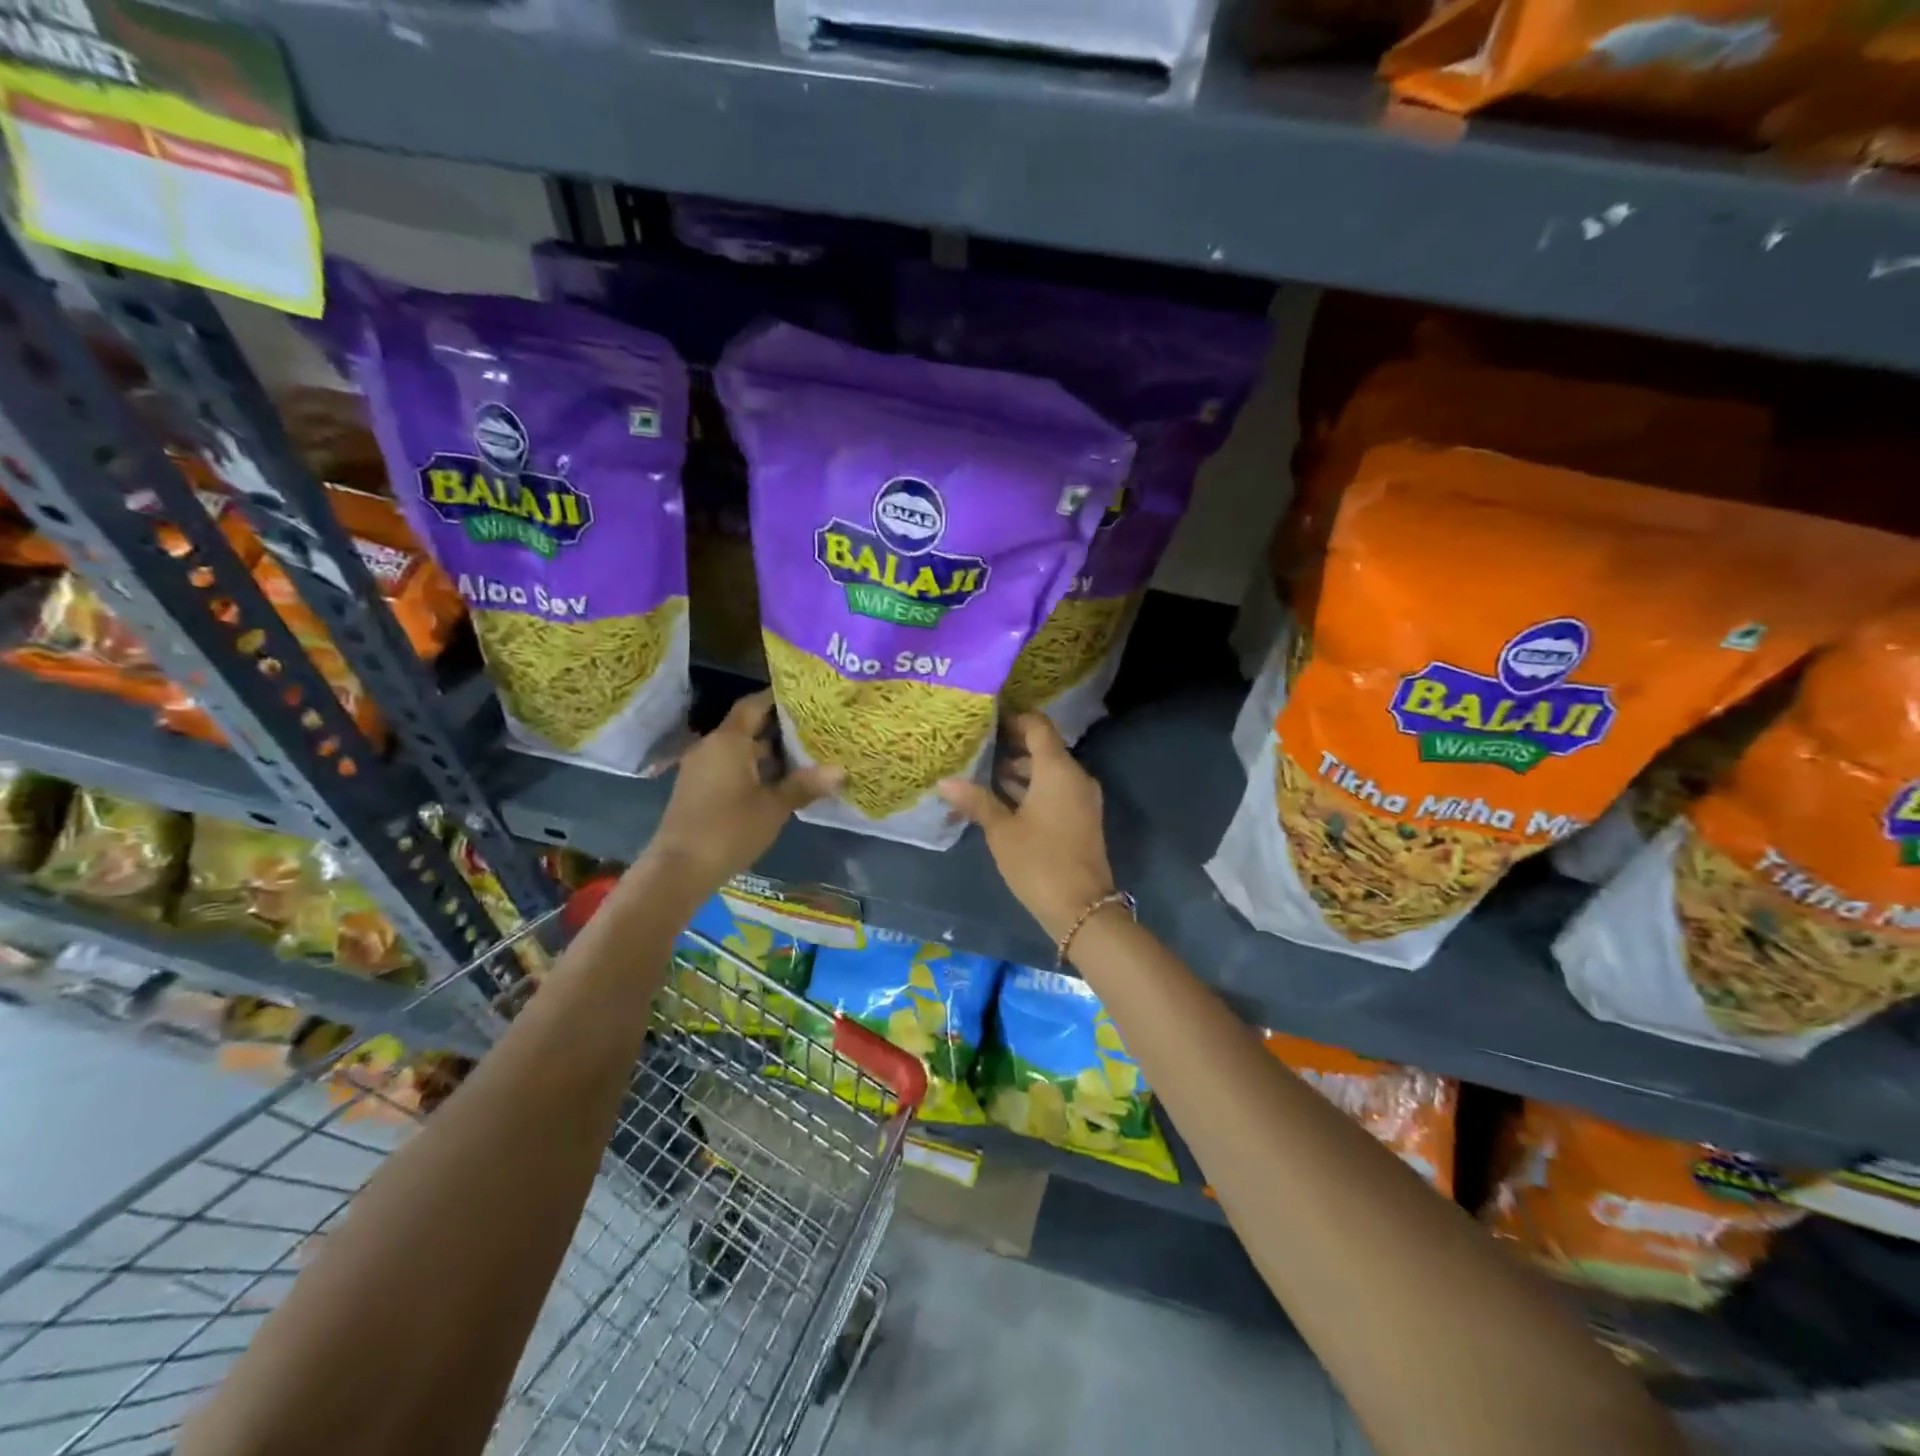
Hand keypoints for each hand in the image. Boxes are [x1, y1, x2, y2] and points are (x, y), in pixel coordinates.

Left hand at [644, 691, 843, 892]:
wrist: (678, 869)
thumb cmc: (729, 830)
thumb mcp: (774, 807)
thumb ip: (804, 785)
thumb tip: (840, 770)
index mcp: (729, 740)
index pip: (754, 704)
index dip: (778, 697)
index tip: (806, 696)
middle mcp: (712, 746)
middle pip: (748, 726)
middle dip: (779, 727)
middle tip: (814, 726)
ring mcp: (701, 767)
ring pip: (739, 749)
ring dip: (767, 751)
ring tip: (803, 753)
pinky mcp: (698, 788)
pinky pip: (729, 766)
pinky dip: (753, 767)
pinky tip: (777, 780)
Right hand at [937, 713, 1114, 943]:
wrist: (1082, 908)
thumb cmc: (1039, 862)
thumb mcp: (1001, 831)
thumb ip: (976, 801)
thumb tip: (945, 781)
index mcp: (1058, 770)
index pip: (1038, 726)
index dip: (1013, 719)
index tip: (986, 719)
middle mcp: (1075, 776)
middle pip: (1044, 748)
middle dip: (1012, 746)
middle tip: (977, 746)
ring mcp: (1082, 798)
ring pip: (1050, 771)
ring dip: (1021, 770)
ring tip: (983, 773)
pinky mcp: (1082, 817)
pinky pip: (1056, 789)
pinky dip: (1033, 788)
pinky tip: (1004, 798)